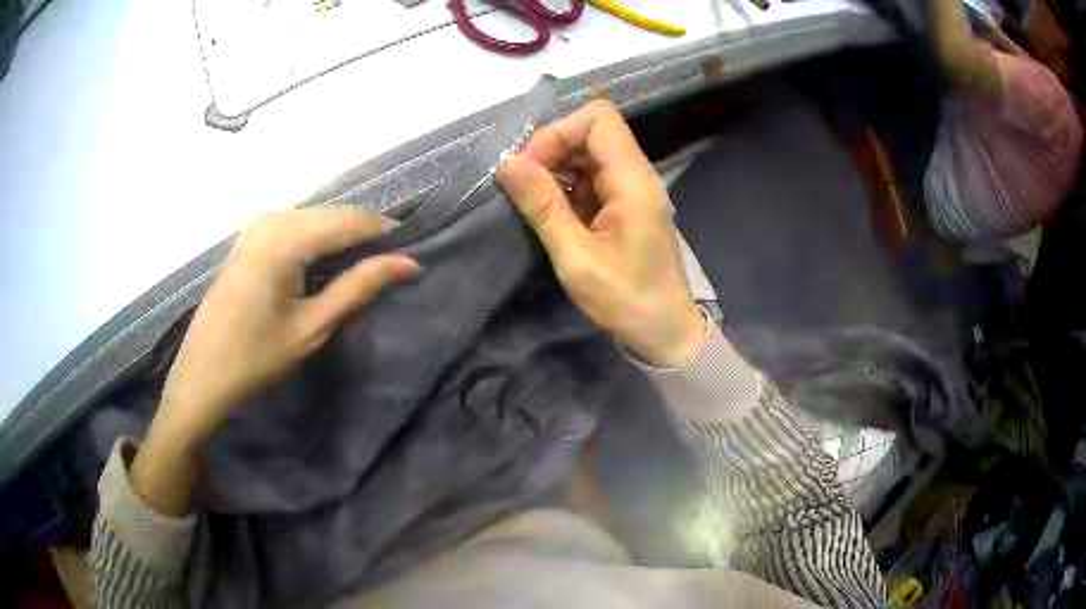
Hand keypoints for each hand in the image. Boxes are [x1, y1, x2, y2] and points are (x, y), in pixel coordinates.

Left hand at [132, 208, 417, 514]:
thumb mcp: (312, 327)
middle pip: (335, 215)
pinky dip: (318, 246)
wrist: (201, 379)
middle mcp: (272, 217)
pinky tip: (326, 271)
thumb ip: (360, 287)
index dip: (388, 234)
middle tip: (391, 270)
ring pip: (316, 221)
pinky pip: (295, 230)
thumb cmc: (255, 359)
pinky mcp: (249, 240)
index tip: (414, 257)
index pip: (353, 219)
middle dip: (366, 239)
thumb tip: (410, 263)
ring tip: (363, 274)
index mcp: (286, 236)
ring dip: (342, 243)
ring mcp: (257, 226)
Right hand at [497, 101, 704, 367]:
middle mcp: (636, 175)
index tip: (530, 166)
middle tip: (522, 185)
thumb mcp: (576, 257)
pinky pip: (591, 178)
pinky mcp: (624, 205)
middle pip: (591, 132)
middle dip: (551, 149)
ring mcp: (631, 189)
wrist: (664, 332)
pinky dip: (565, 185)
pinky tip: (549, 210)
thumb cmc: (626, 299)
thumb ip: (542, 206)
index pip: (598, 119)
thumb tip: (506, 163)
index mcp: (633, 181)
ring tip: (531, 199)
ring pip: (589, 154)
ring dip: (555, 168)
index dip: (559, 132)